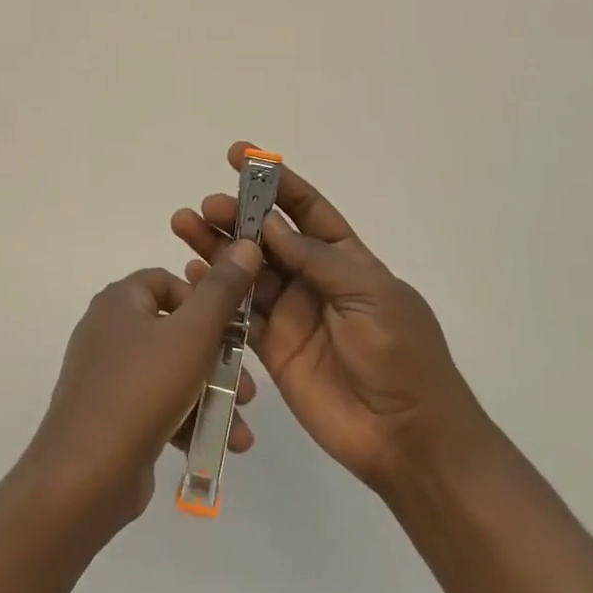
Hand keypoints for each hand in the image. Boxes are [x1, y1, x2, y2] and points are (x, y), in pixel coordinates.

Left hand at [19, 241, 262, 532]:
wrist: (83, 478)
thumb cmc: (141, 391)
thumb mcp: (193, 335)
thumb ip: (222, 291)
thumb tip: (245, 245)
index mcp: (119, 302)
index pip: (168, 282)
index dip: (205, 301)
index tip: (232, 330)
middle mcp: (109, 331)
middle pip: (177, 331)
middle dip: (219, 361)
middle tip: (248, 387)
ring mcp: (108, 377)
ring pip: (173, 373)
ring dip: (212, 397)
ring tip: (242, 427)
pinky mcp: (112, 416)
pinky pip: (158, 406)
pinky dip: (189, 420)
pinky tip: (221, 446)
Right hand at [172, 144, 486, 494]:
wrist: (408, 436)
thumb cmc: (400, 354)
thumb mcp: (369, 294)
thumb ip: (317, 260)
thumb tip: (270, 225)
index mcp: (346, 258)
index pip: (306, 208)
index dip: (275, 181)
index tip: (240, 155)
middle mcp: (314, 279)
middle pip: (268, 238)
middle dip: (237, 216)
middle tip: (205, 206)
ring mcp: (291, 314)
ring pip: (246, 272)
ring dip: (217, 248)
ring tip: (185, 226)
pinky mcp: (272, 349)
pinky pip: (238, 315)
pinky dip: (215, 294)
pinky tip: (192, 275)